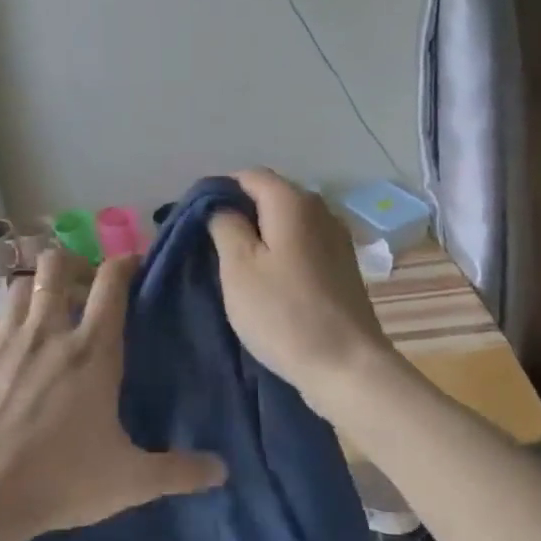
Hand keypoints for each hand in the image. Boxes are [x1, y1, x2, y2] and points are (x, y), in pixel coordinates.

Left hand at [0, 246, 225, 540]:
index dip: (124, 262)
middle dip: (70, 265)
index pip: (111, 282)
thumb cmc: (62, 480)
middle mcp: (47, 332)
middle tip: (80, 290)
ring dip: (31, 293)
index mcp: (92, 350)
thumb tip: (222, 471)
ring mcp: (3, 341)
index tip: (133, 264)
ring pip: (15, 286)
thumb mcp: (131, 480)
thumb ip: (179, 471)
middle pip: (54, 264)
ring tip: (41, 315)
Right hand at [208, 169, 396, 413]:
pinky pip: (302, 243)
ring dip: (259, 234)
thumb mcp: (238, 267)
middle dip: (239, 212)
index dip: (218, 191)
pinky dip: (280, 250)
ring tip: (235, 264)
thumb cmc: (283, 313)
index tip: (195, 221)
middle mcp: (320, 209)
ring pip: (286, 221)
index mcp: (293, 201)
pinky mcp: (342, 265)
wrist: (345, 364)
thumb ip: (224, 225)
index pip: (248, 175)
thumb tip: (221, 206)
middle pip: (270, 195)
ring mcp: (336, 237)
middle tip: (210, 245)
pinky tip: (268, 278)